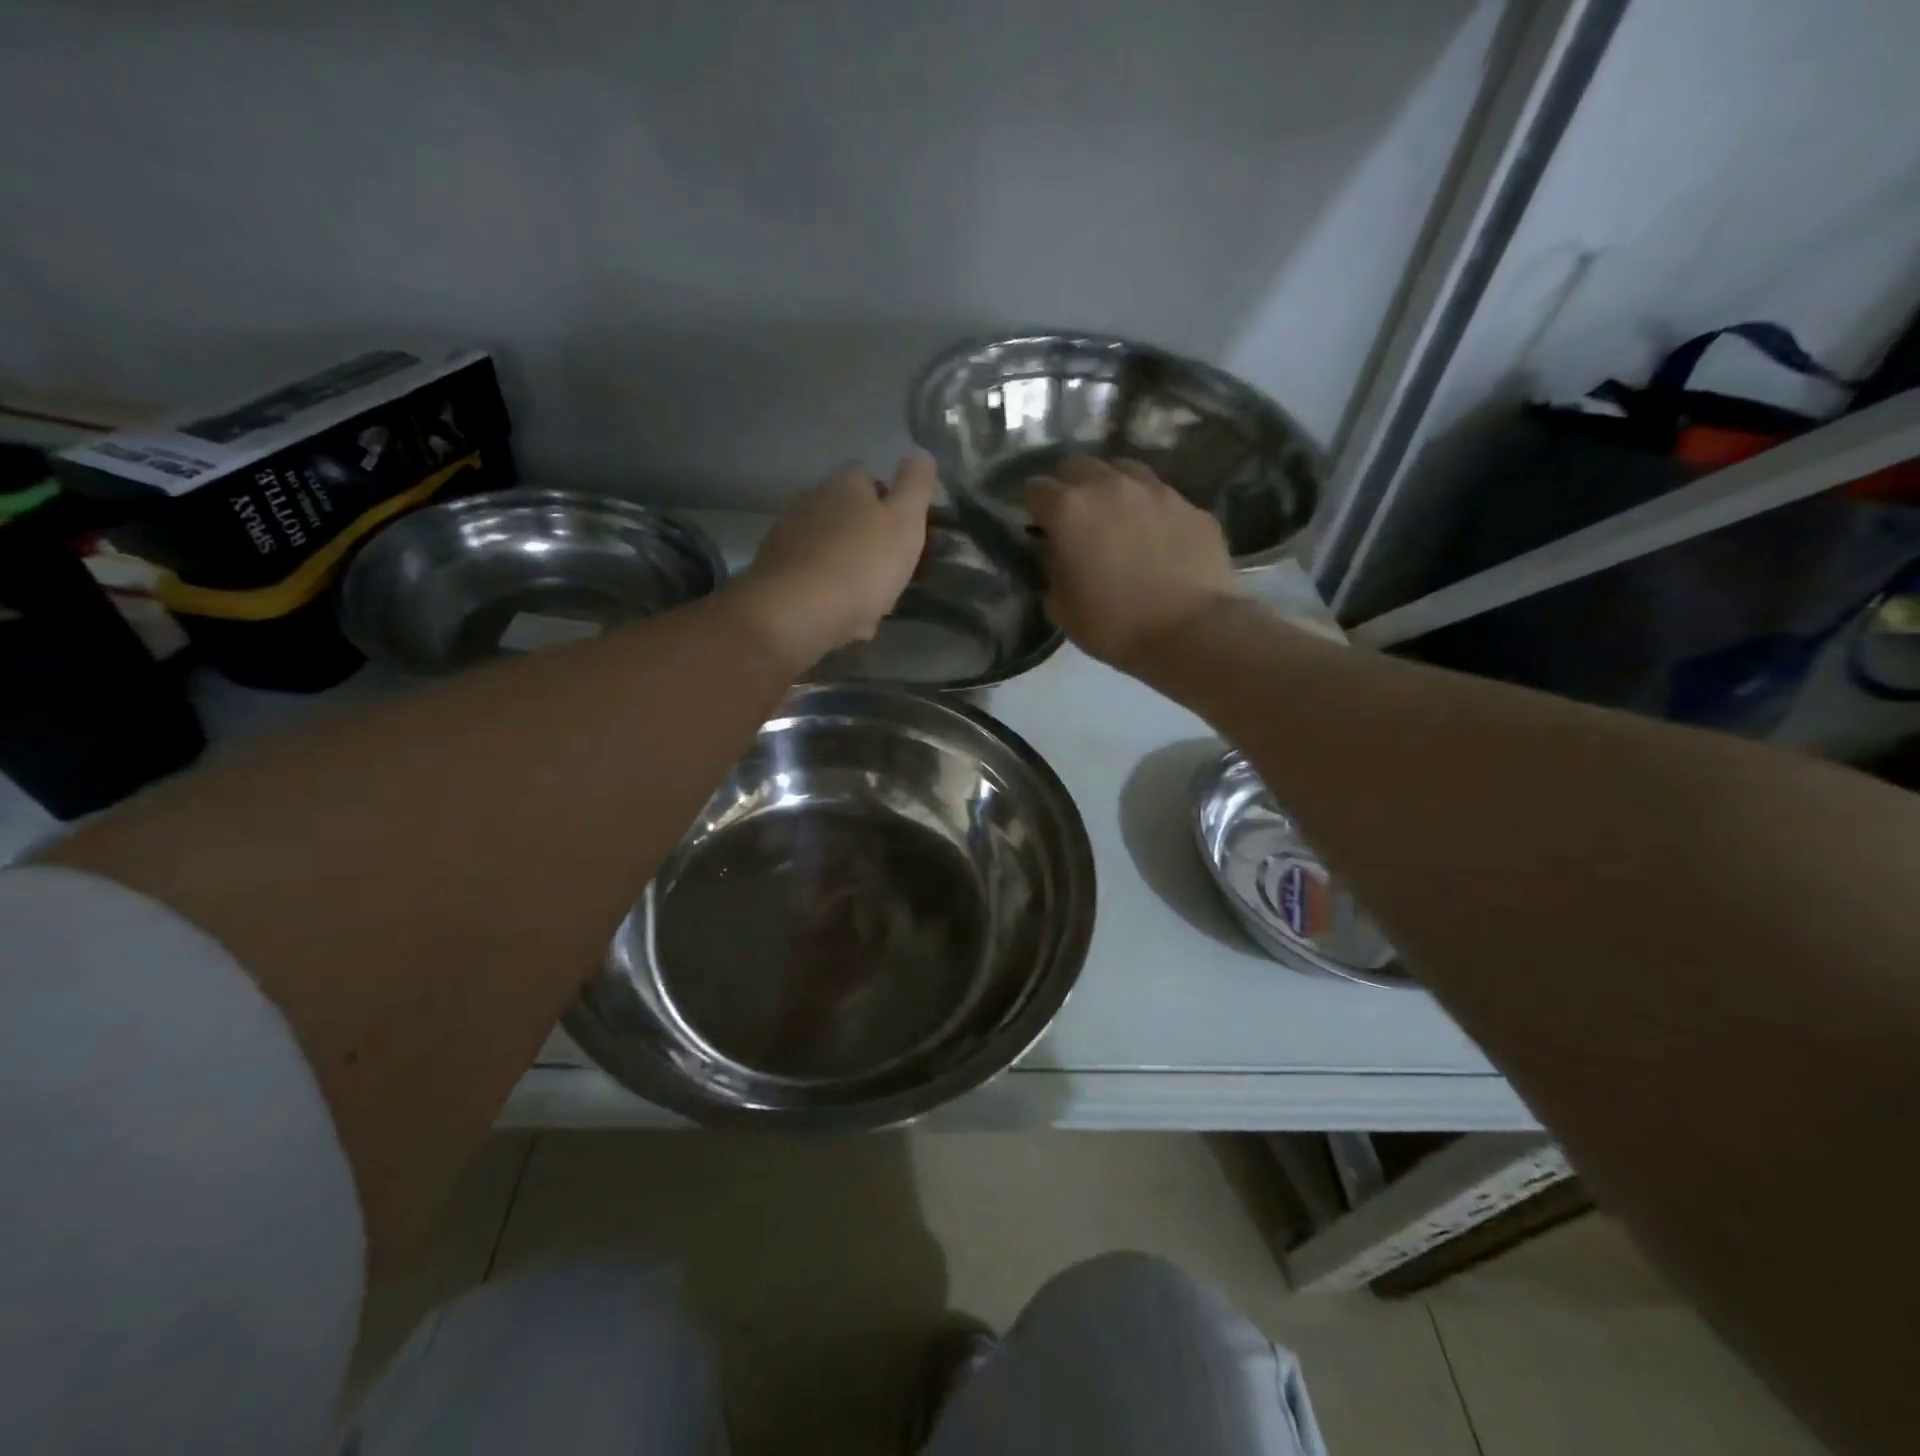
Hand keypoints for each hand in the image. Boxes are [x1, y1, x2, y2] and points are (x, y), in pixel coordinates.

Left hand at [731, 455, 935, 667]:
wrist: (795, 612)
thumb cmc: (860, 565)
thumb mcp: (905, 523)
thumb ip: (916, 487)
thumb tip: (920, 453)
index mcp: (845, 484)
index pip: (870, 477)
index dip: (891, 503)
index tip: (906, 533)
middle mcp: (811, 500)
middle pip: (848, 516)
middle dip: (868, 541)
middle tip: (890, 574)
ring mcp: (787, 536)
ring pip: (830, 550)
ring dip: (849, 570)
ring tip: (869, 604)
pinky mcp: (773, 571)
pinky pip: (812, 579)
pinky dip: (827, 593)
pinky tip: (842, 619)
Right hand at [1026, 456, 1235, 670]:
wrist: (1191, 632)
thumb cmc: (1115, 625)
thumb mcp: (1062, 608)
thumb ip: (1050, 569)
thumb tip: (1054, 550)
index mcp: (1070, 511)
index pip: (1035, 488)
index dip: (1033, 507)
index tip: (1039, 526)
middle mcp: (1110, 487)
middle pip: (1078, 466)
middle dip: (1068, 486)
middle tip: (1073, 517)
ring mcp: (1156, 491)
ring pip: (1122, 470)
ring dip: (1110, 487)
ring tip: (1115, 516)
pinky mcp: (1191, 505)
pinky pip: (1160, 495)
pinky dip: (1149, 508)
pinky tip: (1155, 536)